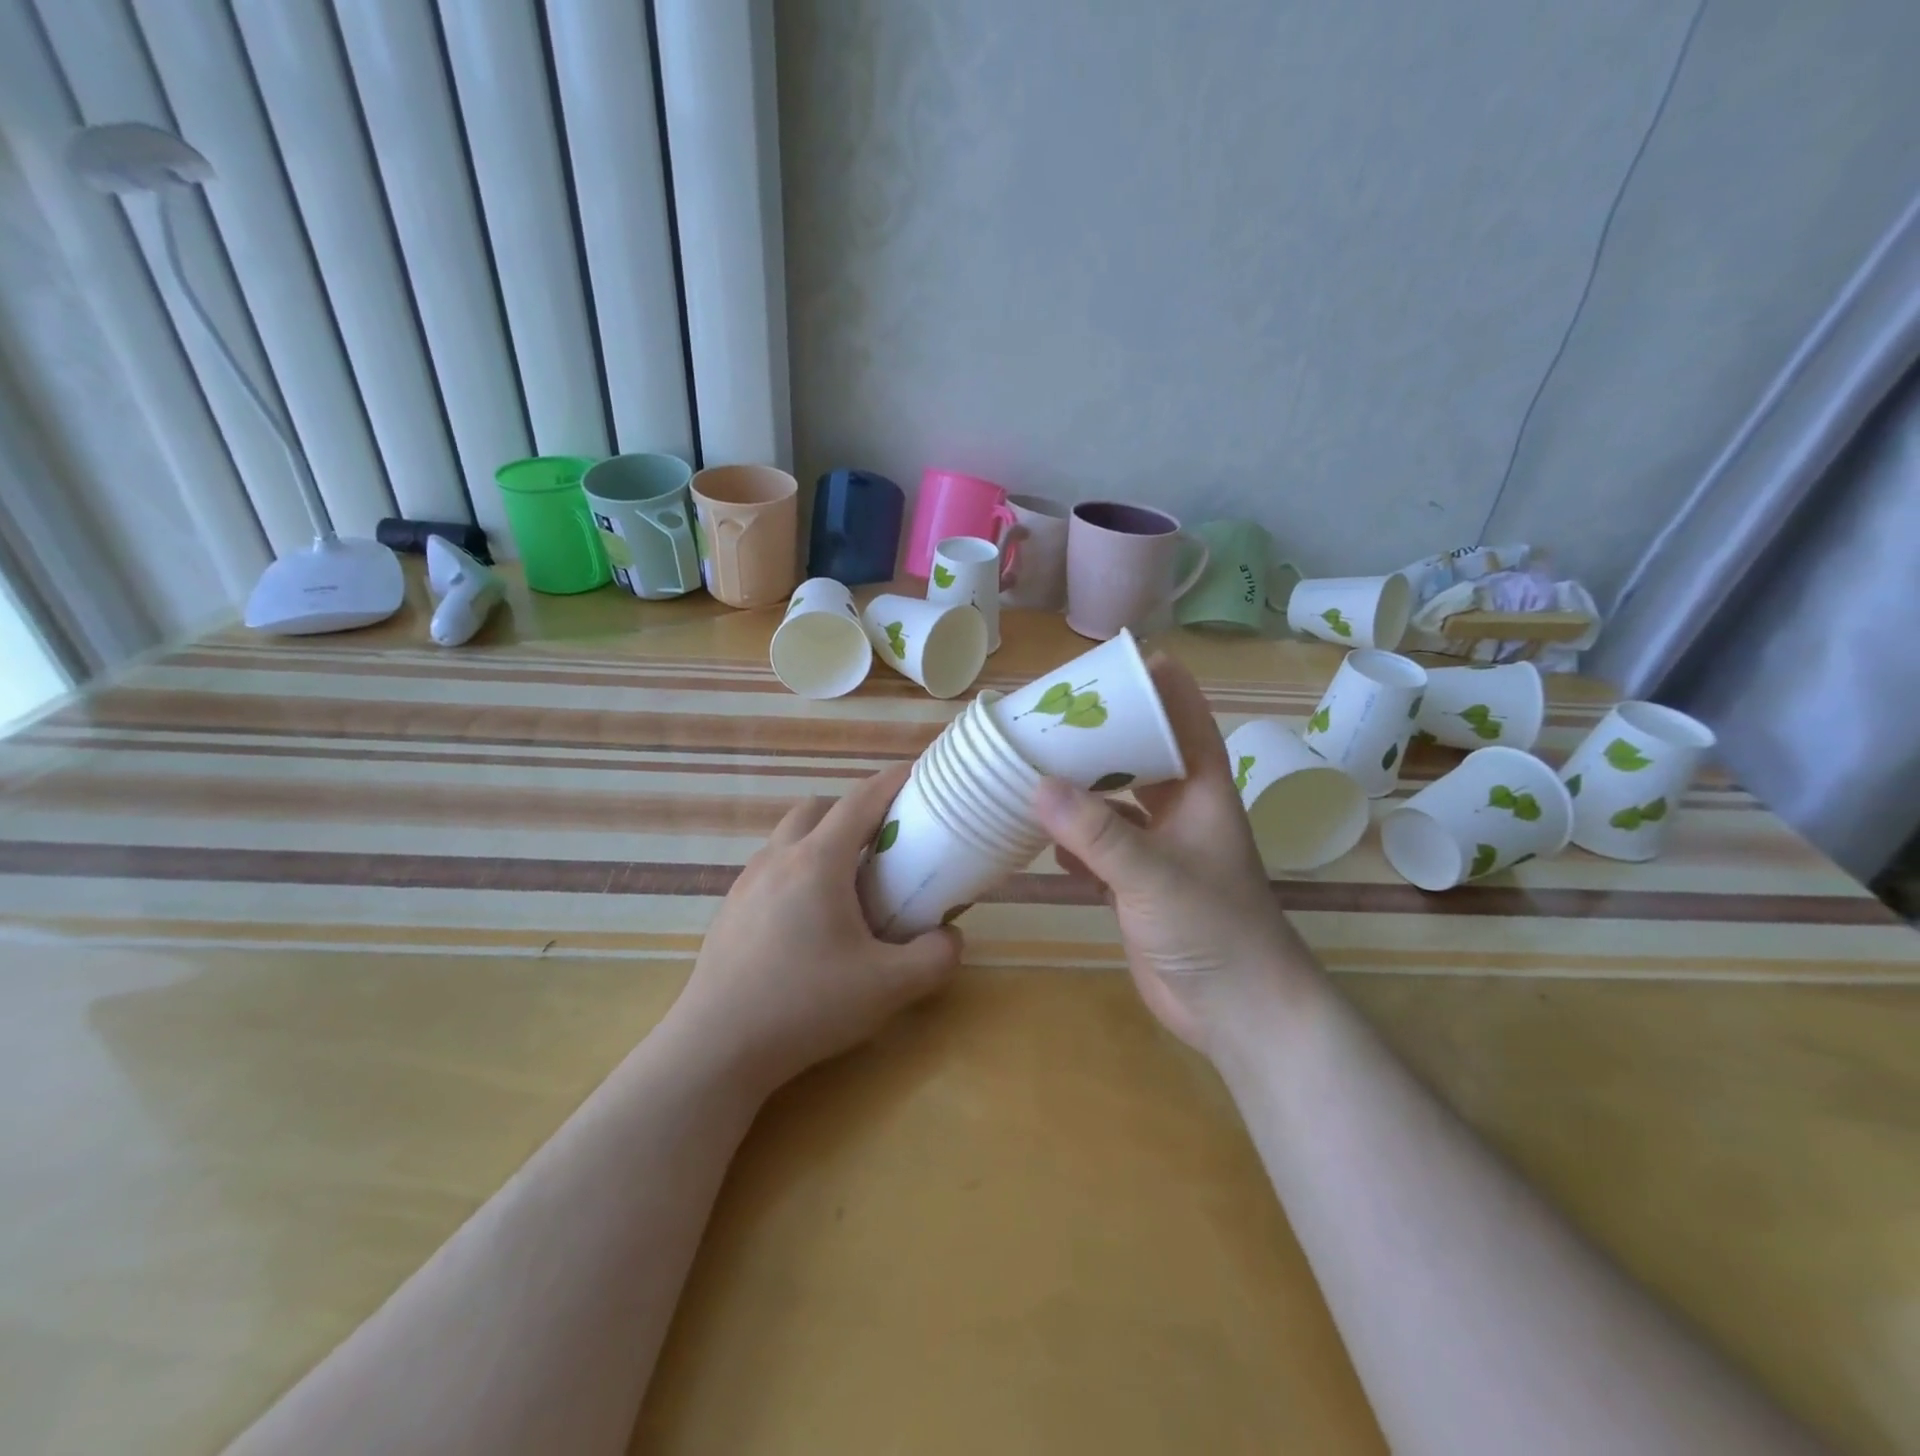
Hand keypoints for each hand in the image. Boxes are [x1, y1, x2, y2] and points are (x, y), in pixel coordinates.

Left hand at [670, 764, 962, 1091]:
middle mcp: (778, 859)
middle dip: (852, 810)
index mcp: (818, 862)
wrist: (717, 1048)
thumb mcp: (888, 987)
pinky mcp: (729, 910)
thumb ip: (934, 958)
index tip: (917, 776)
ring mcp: (746, 883)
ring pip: (788, 836)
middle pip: (817, 808)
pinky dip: (796, 869)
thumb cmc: (806, 1006)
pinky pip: (770, 868)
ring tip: (846, 882)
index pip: (860, 800)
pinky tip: (808, 918)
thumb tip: (950, 937)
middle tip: (882, 842)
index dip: (892, 782)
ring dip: (820, 839)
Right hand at [1033, 655, 1323, 1056]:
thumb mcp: (1153, 875)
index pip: (1184, 717)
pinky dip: (1072, 840)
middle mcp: (1180, 811)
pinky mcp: (1137, 886)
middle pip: (1141, 755)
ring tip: (1032, 764)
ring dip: (1080, 787)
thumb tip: (1036, 783)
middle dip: (1101, 734)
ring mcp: (1158, 850)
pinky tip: (1038, 834)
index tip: (1111, 661)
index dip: (1156, 684)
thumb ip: (1095, 832)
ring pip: (1115, 803)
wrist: (1238, 1012)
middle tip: (1050, 713)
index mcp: (1201, 791)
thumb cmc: (1213, 929)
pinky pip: (1098, 848)